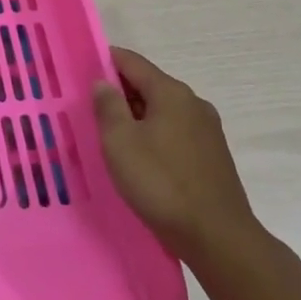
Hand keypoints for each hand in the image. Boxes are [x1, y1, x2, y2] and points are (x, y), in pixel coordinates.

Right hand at [93, 47, 263, 271]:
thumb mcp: (120, 142)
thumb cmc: (161, 183)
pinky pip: (175, 133)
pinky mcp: (213, 156)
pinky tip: (140, 158)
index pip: (131, 62)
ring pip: (162, 111)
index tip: (81, 70)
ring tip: (111, 136)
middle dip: (119, 93)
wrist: (218, 238)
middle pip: (149, 85)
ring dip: (136, 117)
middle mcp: (193, 103)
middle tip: (90, 108)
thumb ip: (108, 106)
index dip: (104, 61)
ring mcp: (207, 131)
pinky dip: (154, 136)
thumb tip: (103, 83)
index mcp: (171, 93)